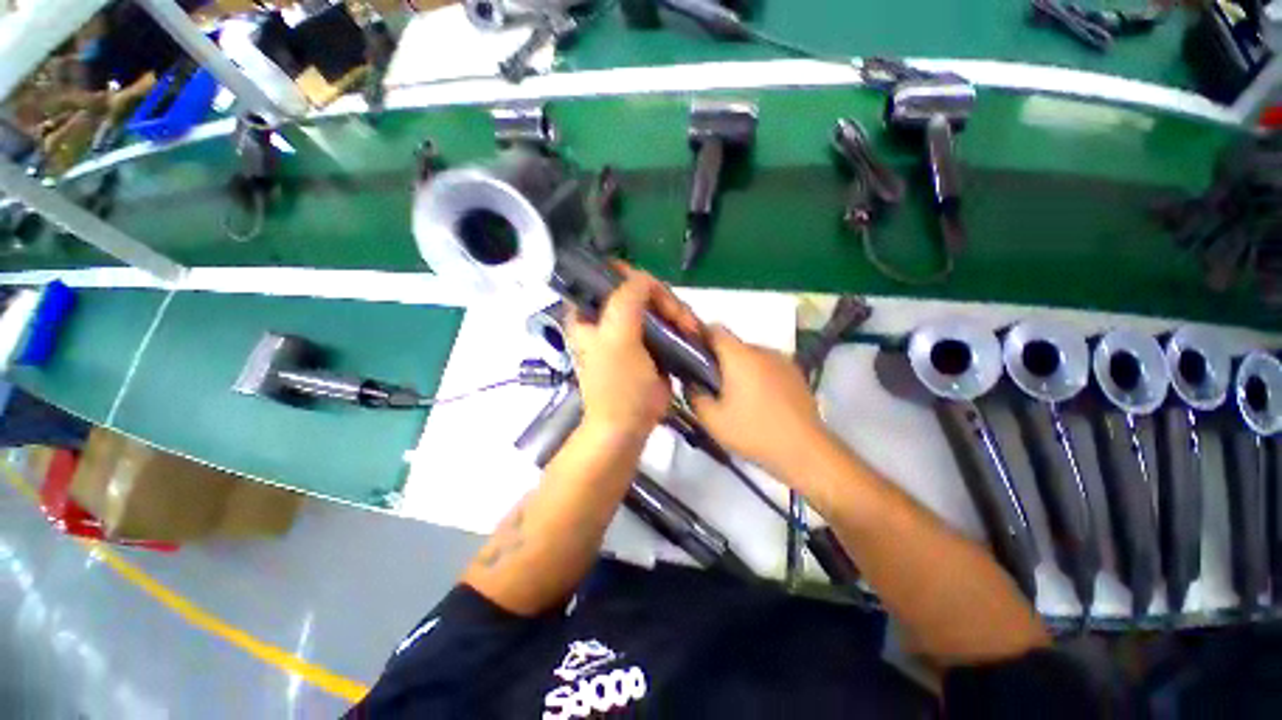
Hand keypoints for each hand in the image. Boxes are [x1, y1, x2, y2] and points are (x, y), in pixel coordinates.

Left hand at [565, 265, 701, 438]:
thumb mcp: (617, 338)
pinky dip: (679, 323)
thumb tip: (645, 277)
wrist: (628, 425)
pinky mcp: (648, 343)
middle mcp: (607, 316)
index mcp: (588, 312)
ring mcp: (630, 329)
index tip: (657, 296)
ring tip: (689, 329)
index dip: (634, 278)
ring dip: (675, 312)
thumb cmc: (617, 384)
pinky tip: (690, 332)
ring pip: (656, 304)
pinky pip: (666, 322)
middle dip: (663, 300)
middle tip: (681, 319)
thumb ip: (627, 299)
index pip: (610, 275)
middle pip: (639, 289)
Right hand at [686, 327, 828, 480]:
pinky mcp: (796, 374)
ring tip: (737, 397)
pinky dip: (758, 376)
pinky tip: (759, 401)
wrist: (805, 451)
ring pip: (751, 356)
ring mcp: (783, 360)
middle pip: (733, 344)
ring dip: (740, 369)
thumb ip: (694, 396)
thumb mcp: (712, 420)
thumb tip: (691, 383)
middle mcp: (762, 350)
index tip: (692, 357)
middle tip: (712, 386)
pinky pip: (768, 366)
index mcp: (740, 356)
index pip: (715, 329)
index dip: (700, 337)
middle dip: (720, 360)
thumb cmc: (753, 432)